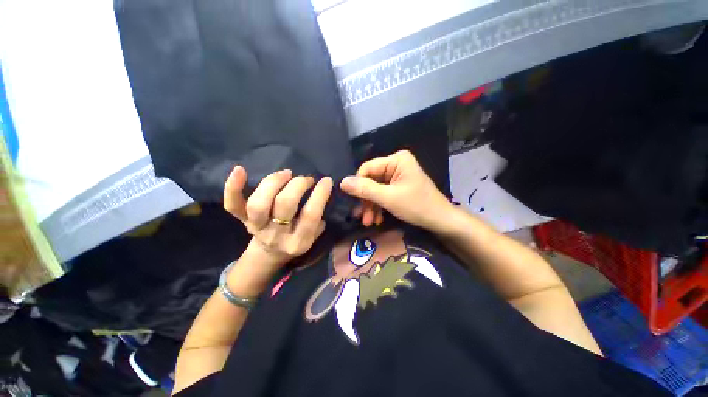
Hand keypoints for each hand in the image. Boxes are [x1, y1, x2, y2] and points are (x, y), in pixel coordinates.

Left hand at [224, 166, 332, 267]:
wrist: (267, 255)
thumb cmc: (295, 242)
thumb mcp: (314, 237)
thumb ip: (318, 219)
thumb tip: (321, 193)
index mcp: (298, 241)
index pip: (311, 215)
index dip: (320, 194)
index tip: (326, 180)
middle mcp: (276, 235)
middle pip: (285, 204)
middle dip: (298, 185)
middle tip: (306, 179)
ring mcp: (256, 227)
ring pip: (260, 202)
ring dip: (274, 182)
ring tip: (286, 173)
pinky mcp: (241, 220)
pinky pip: (232, 205)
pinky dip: (233, 187)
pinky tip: (240, 169)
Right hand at [340, 150, 452, 231]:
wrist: (441, 221)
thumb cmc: (417, 206)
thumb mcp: (388, 198)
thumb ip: (364, 189)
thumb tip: (342, 182)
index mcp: (396, 160)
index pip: (367, 168)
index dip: (358, 185)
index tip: (354, 203)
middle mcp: (396, 164)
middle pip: (371, 180)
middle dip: (366, 200)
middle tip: (362, 218)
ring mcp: (398, 176)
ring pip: (376, 189)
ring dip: (371, 206)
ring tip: (369, 222)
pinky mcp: (399, 186)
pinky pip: (383, 193)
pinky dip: (379, 206)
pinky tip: (377, 219)